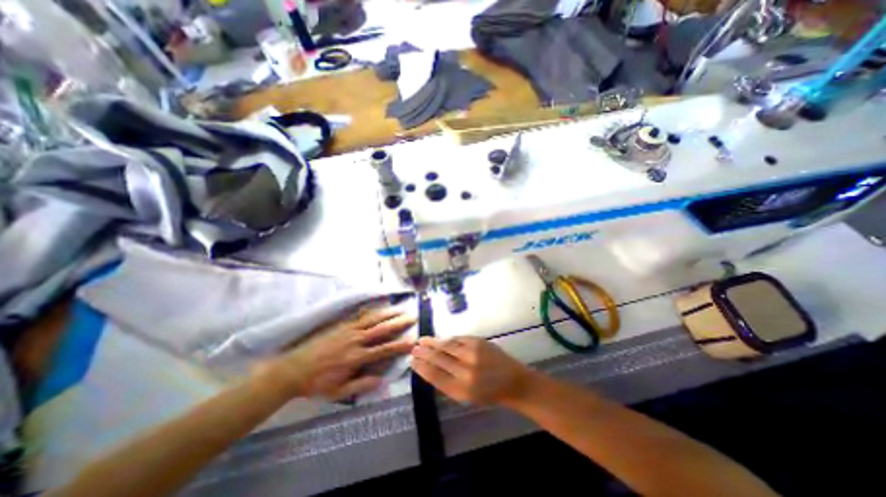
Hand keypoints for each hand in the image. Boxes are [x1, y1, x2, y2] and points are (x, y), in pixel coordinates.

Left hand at [250, 309, 414, 401]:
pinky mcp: (340, 325)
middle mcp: (355, 340)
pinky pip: (359, 316)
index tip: (412, 341)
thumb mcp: (338, 392)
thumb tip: (382, 381)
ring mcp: (348, 330)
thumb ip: (361, 385)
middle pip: (381, 329)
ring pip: (372, 319)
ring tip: (400, 308)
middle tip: (412, 317)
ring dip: (388, 313)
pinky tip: (378, 307)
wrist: (293, 369)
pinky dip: (371, 311)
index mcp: (356, 358)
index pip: (383, 350)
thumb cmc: (317, 383)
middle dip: (398, 323)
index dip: (399, 346)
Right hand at [410, 337, 528, 404]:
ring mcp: (473, 353)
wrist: (513, 381)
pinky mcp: (479, 342)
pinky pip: (458, 338)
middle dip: (424, 352)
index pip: (434, 375)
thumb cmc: (489, 393)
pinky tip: (440, 339)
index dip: (421, 367)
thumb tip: (428, 369)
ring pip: (446, 345)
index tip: (412, 361)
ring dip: (432, 342)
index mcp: (461, 389)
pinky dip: (447, 339)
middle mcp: (465, 370)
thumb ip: (447, 383)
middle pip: (438, 358)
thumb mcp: (466, 397)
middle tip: (414, 348)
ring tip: (422, 340)